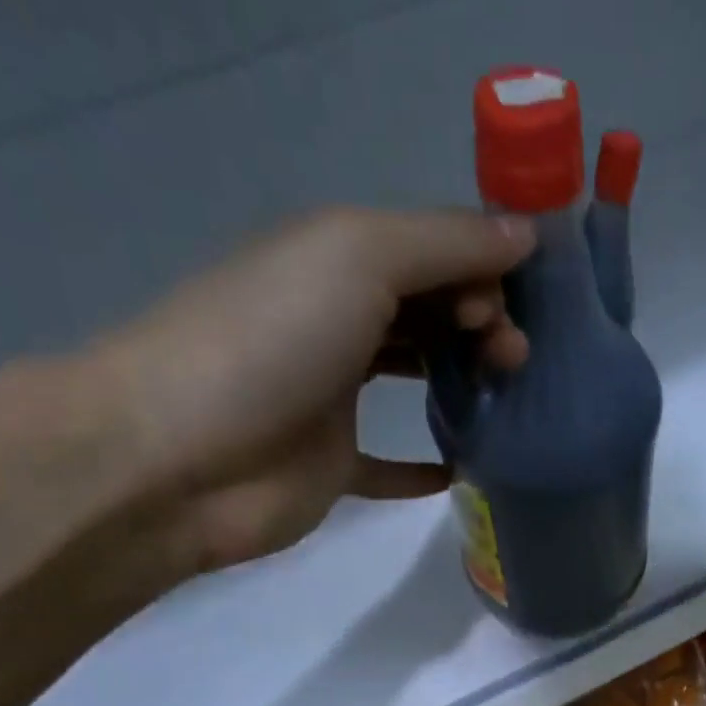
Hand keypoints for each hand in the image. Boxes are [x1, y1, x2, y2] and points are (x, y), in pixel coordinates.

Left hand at [87, 206, 534, 572]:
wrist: (180, 456)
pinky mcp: (331, 467)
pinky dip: (425, 467)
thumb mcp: (359, 257)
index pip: (428, 252)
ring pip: (413, 382)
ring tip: (504, 398)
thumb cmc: (271, 341)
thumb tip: (526, 235)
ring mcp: (330, 399)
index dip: (480, 270)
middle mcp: (334, 322)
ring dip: (462, 383)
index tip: (515, 307)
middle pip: (427, 314)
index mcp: (335, 260)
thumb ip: (444, 242)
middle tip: (515, 358)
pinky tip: (462, 469)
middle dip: (481, 324)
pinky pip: (388, 466)